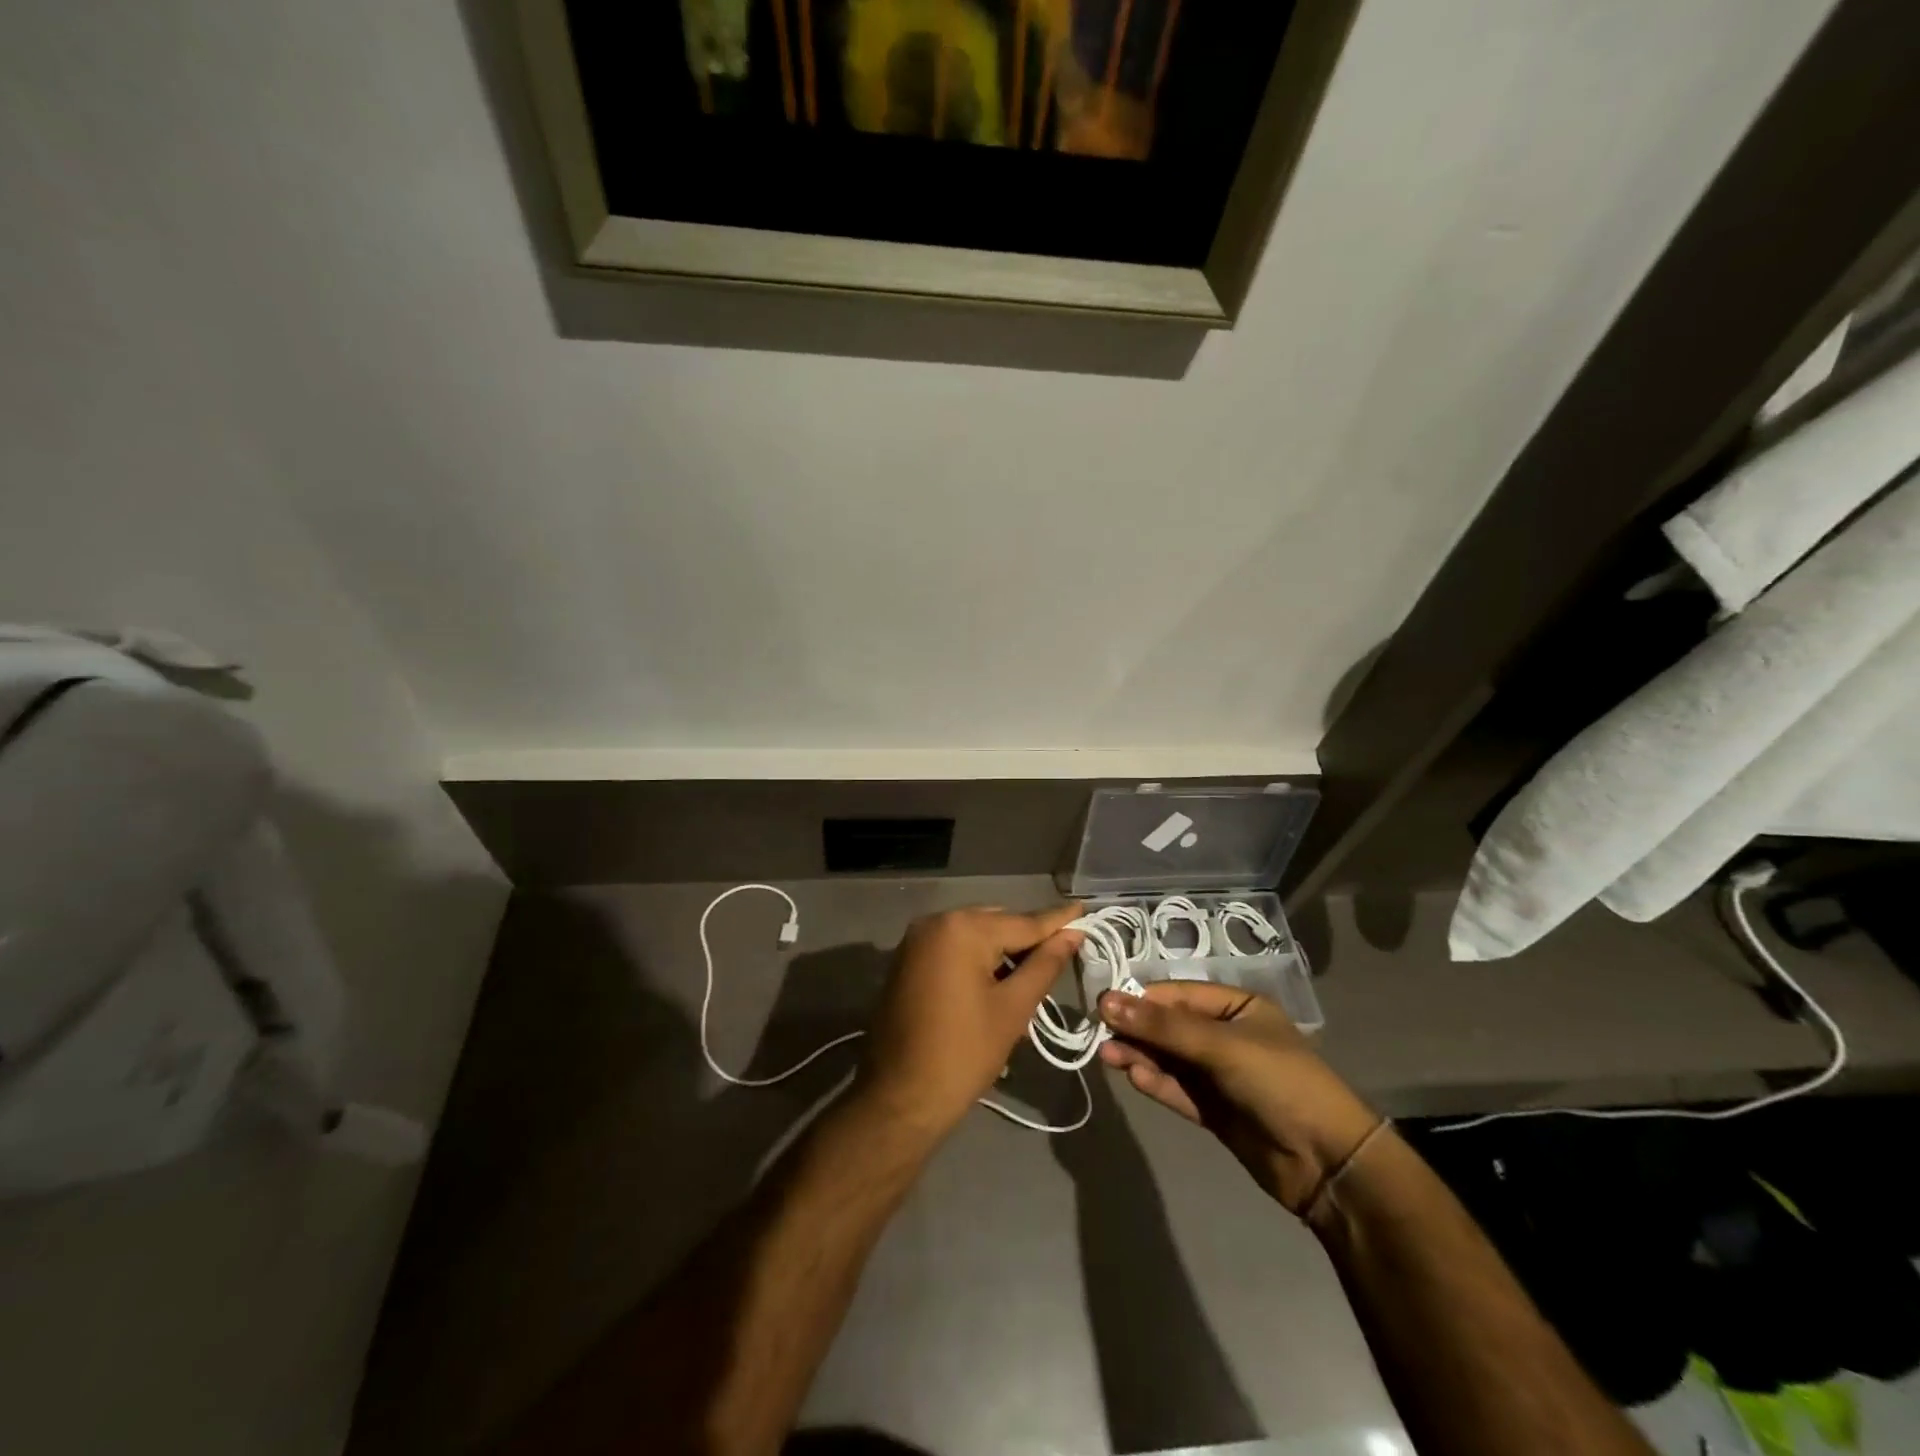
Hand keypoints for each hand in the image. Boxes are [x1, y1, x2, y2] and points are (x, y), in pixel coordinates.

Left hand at [857, 904, 1083, 1137]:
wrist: (899, 1097)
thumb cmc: (963, 1053)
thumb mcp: (1013, 1008)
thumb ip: (1045, 965)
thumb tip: (1072, 934)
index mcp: (962, 928)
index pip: (1022, 922)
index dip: (1057, 921)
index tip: (1084, 910)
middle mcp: (936, 921)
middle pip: (997, 924)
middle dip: (1028, 942)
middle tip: (1062, 958)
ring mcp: (917, 940)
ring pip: (975, 936)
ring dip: (1003, 954)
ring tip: (1032, 980)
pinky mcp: (908, 959)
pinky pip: (953, 949)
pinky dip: (977, 961)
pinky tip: (998, 985)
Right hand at [1098, 981, 1379, 1215]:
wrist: (1328, 1164)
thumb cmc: (1280, 1083)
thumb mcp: (1221, 1046)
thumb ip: (1163, 1027)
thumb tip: (1106, 1002)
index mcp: (1237, 1007)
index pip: (1178, 994)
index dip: (1141, 999)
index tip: (1104, 1006)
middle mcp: (1226, 1036)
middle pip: (1170, 1026)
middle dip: (1137, 1029)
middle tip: (1098, 1034)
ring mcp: (1220, 1075)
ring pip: (1169, 1058)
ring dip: (1140, 1055)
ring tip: (1107, 1056)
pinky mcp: (1214, 1110)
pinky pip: (1177, 1089)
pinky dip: (1155, 1082)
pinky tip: (1133, 1076)